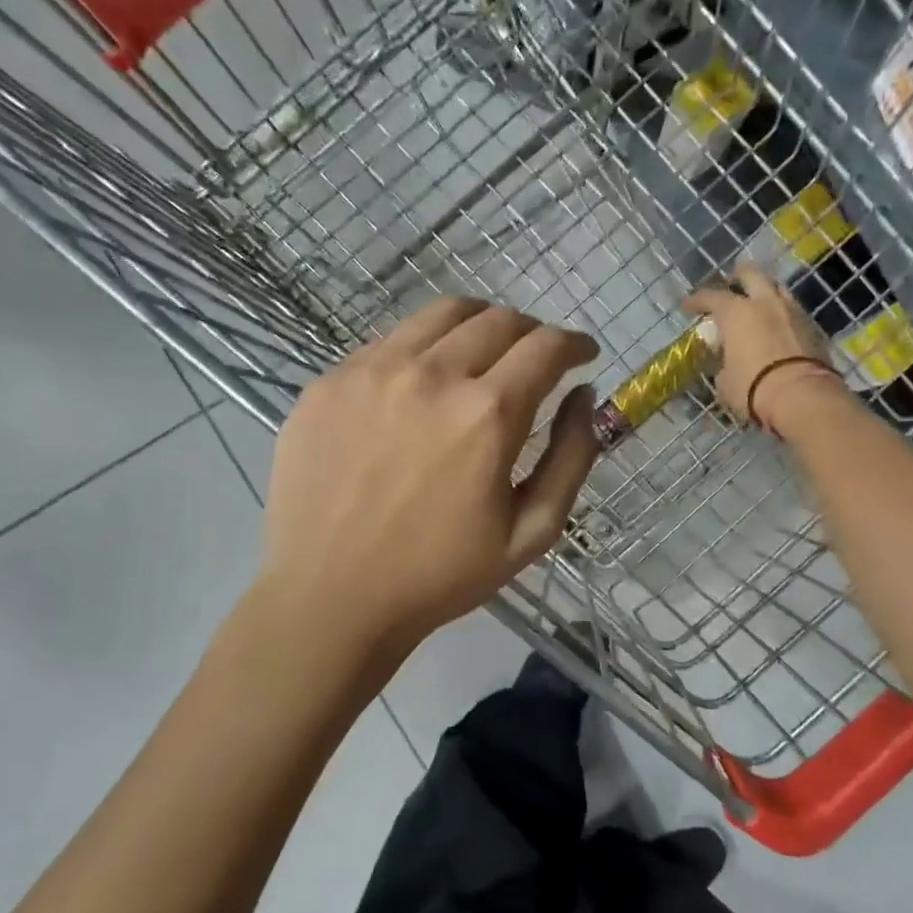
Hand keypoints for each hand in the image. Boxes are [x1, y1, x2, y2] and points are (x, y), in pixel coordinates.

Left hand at [259, 298, 599, 648]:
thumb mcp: (531, 532)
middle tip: (535, 358)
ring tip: (483, 352)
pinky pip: (388, 342)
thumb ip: (571, 457)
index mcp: (487, 414)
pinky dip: (422, 348)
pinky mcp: (327, 382)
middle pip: (497, 320)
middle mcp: (431, 374)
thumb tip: (584, 395)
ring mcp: (371, 371)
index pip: (545, 346)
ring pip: (440, 314)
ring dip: (478, 324)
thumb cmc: (440, 575)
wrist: (329, 598)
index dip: (574, 343)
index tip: (583, 354)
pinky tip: (421, 384)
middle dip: (531, 332)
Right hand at [684, 262, 847, 428]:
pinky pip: (793, 311)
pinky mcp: (813, 327)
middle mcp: (765, 303)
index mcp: (736, 312)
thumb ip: (724, 364)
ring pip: (777, 289)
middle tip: (731, 284)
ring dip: (765, 293)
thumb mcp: (725, 381)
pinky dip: (782, 315)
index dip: (697, 300)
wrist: (802, 396)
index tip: (688, 304)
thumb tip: (727, 362)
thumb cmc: (753, 387)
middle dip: (739, 276)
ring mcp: (792, 311)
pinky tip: (777, 326)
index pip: (711, 296)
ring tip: (758, 305)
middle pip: (751, 274)